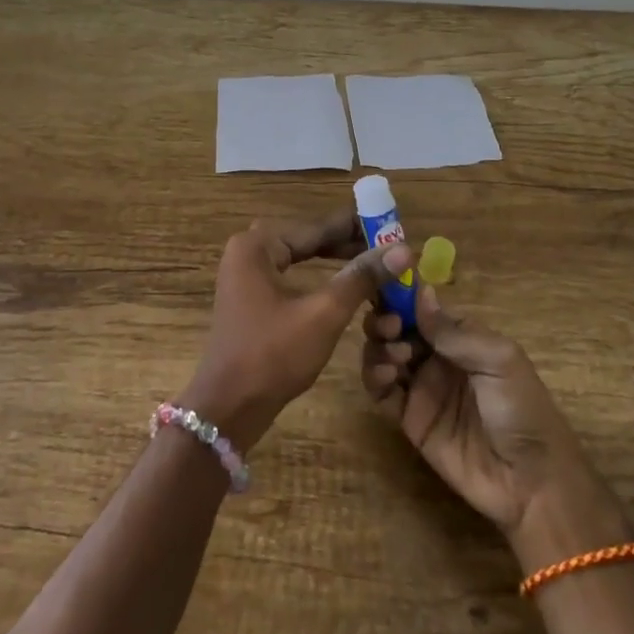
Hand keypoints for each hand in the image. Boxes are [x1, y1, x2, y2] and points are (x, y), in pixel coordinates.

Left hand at [185, 211, 411, 452]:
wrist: (229, 408)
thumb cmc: (273, 355)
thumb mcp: (324, 313)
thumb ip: (362, 277)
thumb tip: (404, 249)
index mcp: (258, 245)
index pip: (318, 226)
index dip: (359, 227)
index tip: (395, 228)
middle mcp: (248, 251)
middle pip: (309, 239)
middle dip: (350, 245)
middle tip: (390, 251)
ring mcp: (246, 276)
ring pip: (301, 258)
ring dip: (337, 263)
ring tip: (376, 267)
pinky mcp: (251, 299)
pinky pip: (292, 276)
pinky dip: (320, 279)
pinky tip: (346, 287)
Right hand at [362, 285, 632, 560]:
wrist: (530, 481)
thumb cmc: (522, 409)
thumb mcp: (498, 360)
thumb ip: (455, 332)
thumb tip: (420, 292)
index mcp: (461, 338)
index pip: (422, 308)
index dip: (401, 297)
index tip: (387, 290)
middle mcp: (437, 358)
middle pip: (397, 328)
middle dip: (385, 320)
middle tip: (390, 328)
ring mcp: (421, 388)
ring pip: (384, 355)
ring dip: (379, 347)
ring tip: (395, 356)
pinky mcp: (409, 419)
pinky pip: (382, 392)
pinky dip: (374, 377)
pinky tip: (384, 375)